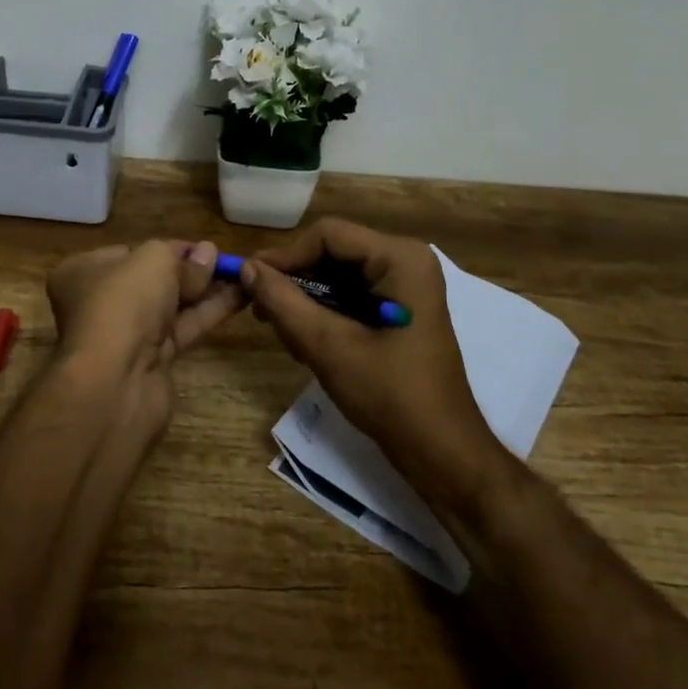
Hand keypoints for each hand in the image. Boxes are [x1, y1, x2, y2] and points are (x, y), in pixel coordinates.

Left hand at [46, 240, 244, 431]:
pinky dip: (208, 313)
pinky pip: (182, 329)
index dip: (169, 248)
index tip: (203, 246)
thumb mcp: (153, 261)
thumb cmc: (123, 304)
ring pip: (170, 305)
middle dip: (190, 270)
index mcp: (83, 272)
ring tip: (241, 275)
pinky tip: (238, 298)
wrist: (115, 383)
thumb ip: (183, 257)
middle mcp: (99, 302)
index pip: (131, 252)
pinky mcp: (150, 361)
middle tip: (226, 261)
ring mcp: (125, 335)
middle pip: (152, 280)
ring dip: (205, 290)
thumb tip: (207, 254)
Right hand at [240, 218, 506, 513]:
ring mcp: (404, 284)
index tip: (249, 282)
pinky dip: (324, 314)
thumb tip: (246, 268)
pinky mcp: (397, 308)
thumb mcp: (329, 347)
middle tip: (261, 313)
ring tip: (285, 335)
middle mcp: (405, 260)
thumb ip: (284, 302)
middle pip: (332, 253)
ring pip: (336, 275)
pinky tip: (306, 344)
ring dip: (306, 301)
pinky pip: (349, 294)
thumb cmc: (391, 396)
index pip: (328, 235)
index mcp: (400, 258)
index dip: (285, 255)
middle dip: (295, 282)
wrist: (441, 453)